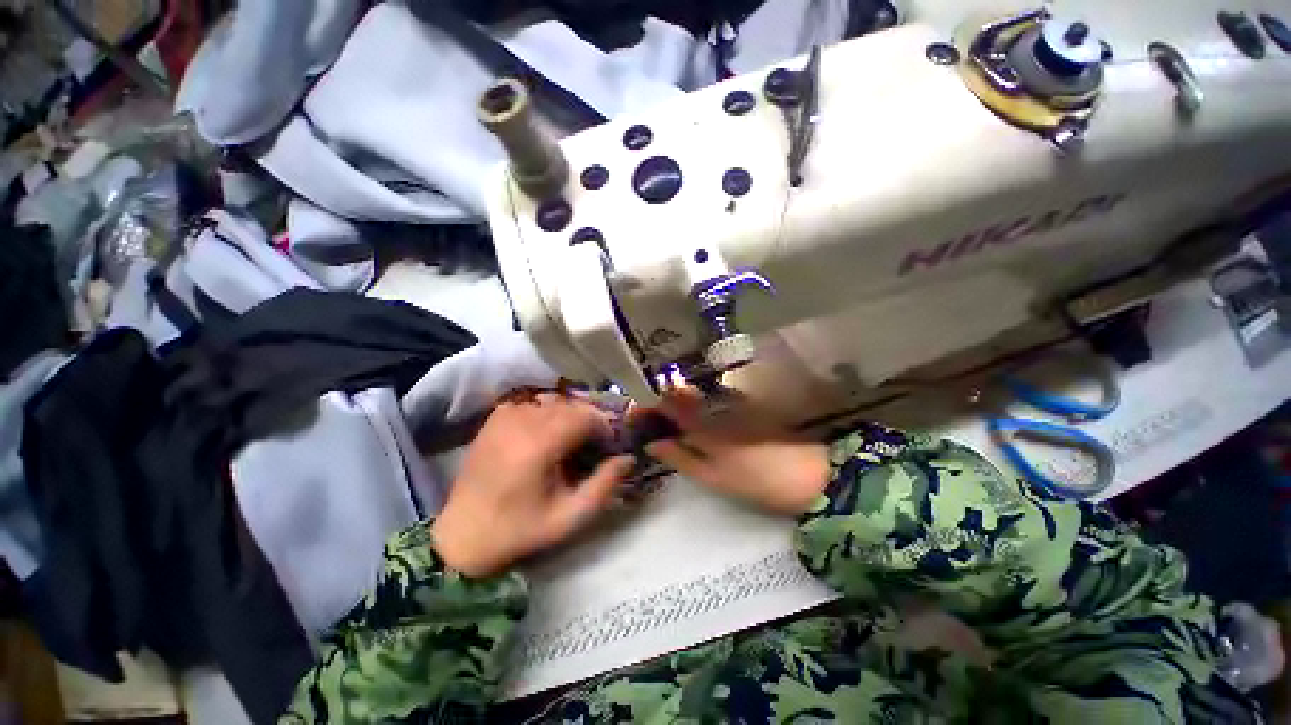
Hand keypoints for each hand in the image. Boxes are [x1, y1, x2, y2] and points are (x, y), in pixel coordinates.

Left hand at [432, 393, 634, 576]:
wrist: (464, 534)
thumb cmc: (520, 529)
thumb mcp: (569, 518)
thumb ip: (604, 485)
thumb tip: (628, 457)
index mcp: (538, 445)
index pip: (585, 416)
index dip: (603, 427)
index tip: (607, 447)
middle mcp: (521, 421)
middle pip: (571, 406)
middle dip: (588, 422)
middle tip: (591, 447)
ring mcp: (505, 416)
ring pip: (554, 403)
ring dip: (569, 418)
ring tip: (568, 443)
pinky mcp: (495, 418)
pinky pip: (534, 405)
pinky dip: (547, 415)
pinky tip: (544, 437)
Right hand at [640, 388, 829, 515]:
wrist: (812, 475)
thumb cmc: (758, 480)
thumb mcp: (714, 476)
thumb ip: (681, 457)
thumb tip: (652, 443)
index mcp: (704, 423)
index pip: (667, 402)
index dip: (647, 403)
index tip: (633, 413)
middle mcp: (714, 405)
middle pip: (678, 395)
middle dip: (657, 402)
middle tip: (643, 418)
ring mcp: (731, 404)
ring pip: (694, 397)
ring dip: (674, 404)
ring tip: (660, 420)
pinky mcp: (744, 409)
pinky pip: (710, 402)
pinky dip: (694, 408)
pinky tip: (690, 420)